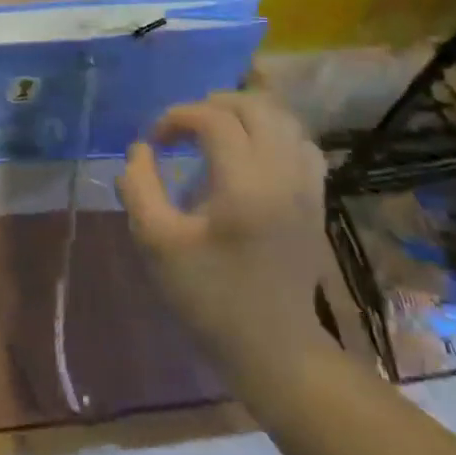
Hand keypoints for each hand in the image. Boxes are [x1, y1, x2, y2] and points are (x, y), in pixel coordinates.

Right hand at [119, 87, 328, 371]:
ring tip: (215, 132)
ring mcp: (307, 186)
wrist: (273, 349)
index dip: (177, 117)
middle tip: (183, 128)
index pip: (213, 119)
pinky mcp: (316, 200)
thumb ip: (139, 187)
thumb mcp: (156, 242)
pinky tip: (250, 154)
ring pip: (283, 120)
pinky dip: (273, 134)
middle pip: (255, 106)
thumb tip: (140, 149)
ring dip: (245, 114)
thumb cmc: (209, 296)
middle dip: (213, 105)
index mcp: (245, 184)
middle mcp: (283, 174)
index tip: (155, 141)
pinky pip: (301, 144)